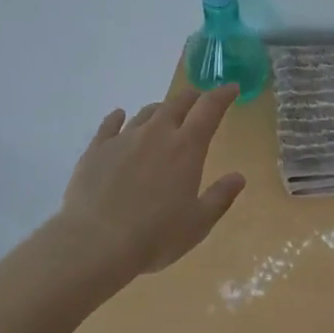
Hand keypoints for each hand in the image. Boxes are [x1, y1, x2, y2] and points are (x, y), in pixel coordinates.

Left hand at [57, 85, 246, 278]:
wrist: (94, 244)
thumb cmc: (154, 236)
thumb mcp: (198, 224)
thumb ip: (220, 197)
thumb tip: (239, 177)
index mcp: (186, 147)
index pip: (209, 109)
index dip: (222, 95)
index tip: (231, 88)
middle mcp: (156, 133)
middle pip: (177, 103)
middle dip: (192, 98)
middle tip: (199, 101)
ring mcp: (124, 138)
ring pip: (147, 112)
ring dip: (160, 109)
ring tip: (164, 114)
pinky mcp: (96, 149)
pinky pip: (109, 125)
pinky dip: (118, 117)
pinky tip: (119, 116)